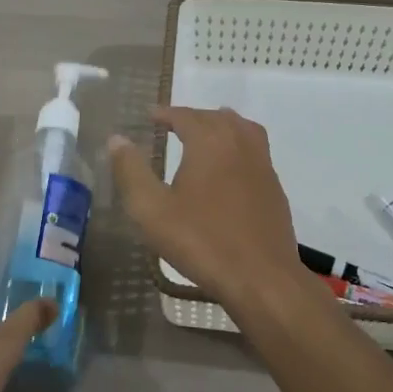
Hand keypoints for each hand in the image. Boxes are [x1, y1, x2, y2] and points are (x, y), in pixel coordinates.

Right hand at [108, 106, 308, 306]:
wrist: (261, 277)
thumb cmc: (202, 241)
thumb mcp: (152, 210)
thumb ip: (131, 172)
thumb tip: (117, 140)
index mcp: (210, 142)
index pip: (185, 115)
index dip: (165, 114)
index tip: (150, 116)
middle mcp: (240, 144)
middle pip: (216, 118)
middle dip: (192, 118)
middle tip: (172, 127)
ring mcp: (263, 165)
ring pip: (242, 130)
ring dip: (221, 126)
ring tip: (205, 136)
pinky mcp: (274, 188)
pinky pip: (255, 152)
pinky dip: (238, 147)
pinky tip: (229, 169)